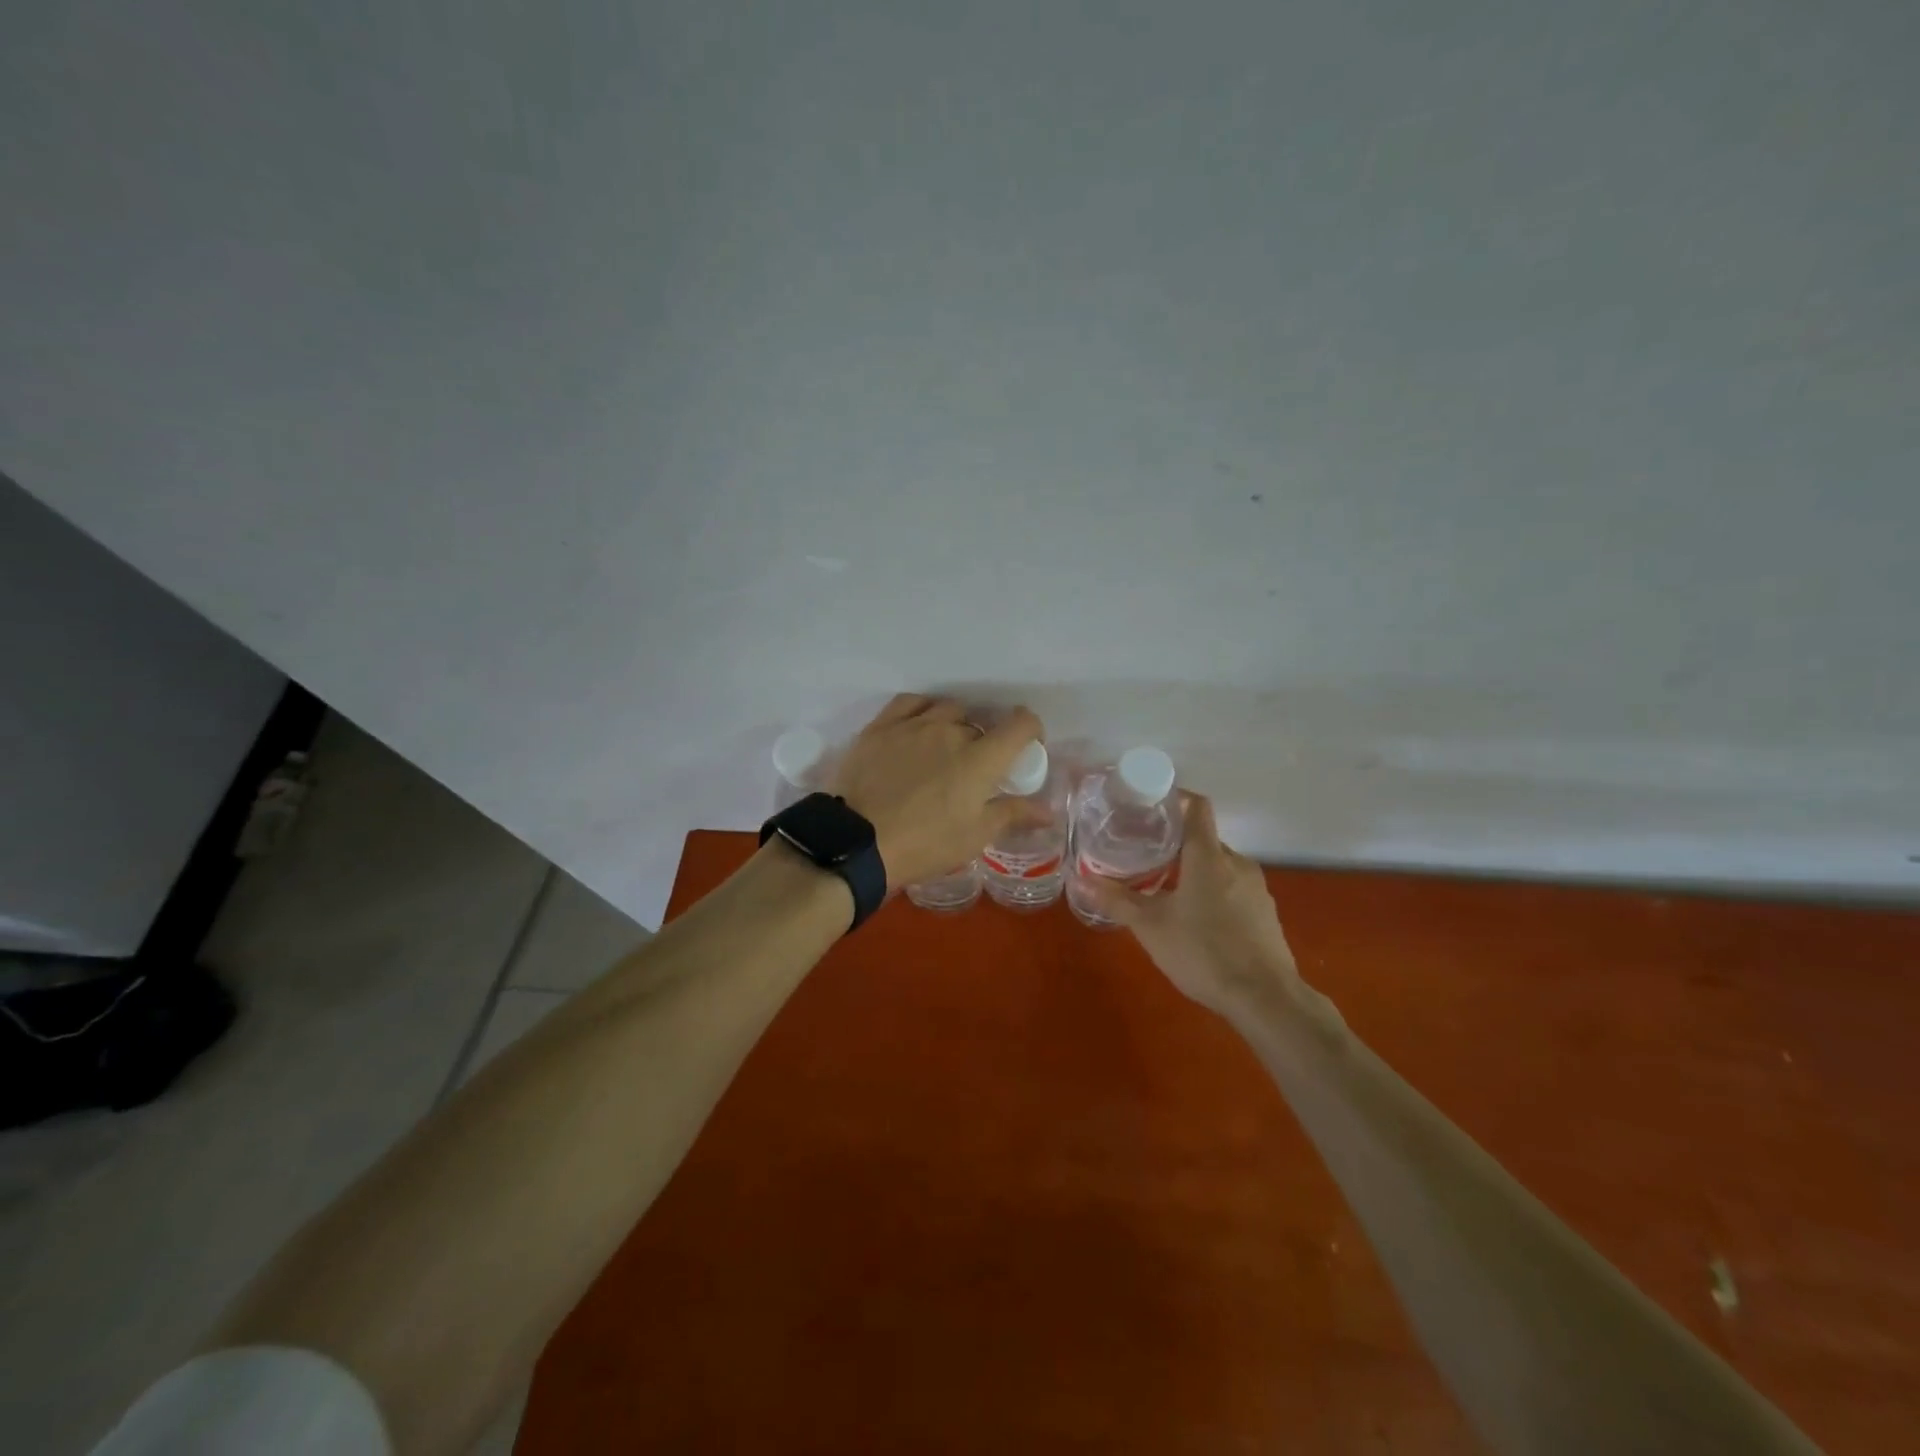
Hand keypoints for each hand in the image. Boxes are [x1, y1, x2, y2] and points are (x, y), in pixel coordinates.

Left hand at [829, 695, 1050, 889]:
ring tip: (945, 749)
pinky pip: (910, 703)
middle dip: (985, 743)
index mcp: (981, 758)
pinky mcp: (881, 727)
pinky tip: (920, 725)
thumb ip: (1013, 814)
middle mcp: (951, 730)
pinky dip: (923, 710)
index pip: (1021, 724)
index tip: (1026, 748)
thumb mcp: (974, 836)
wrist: (858, 843)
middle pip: (980, 724)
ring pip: (947, 710)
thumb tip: (1048, 811)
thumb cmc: (925, 844)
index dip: (1030, 730)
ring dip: (955, 725)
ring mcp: (913, 725)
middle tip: (975, 770)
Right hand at [1083, 792, 1298, 1014]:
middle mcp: (1237, 862)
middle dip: (1174, 844)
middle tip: (1143, 855)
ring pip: (1219, 865)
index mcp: (1209, 855)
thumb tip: (1081, 880)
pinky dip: (1212, 890)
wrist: (1265, 998)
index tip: (1148, 806)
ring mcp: (1256, 888)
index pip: (1196, 807)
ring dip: (1193, 870)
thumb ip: (1117, 900)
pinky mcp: (1265, 912)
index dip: (1174, 799)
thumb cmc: (1203, 952)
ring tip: (1165, 888)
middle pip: (1204, 838)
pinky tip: (1195, 918)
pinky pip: (1233, 887)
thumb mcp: (1151, 927)